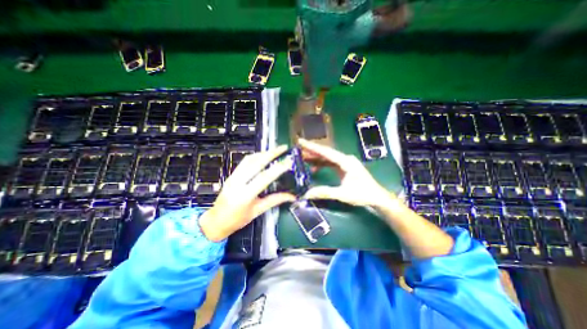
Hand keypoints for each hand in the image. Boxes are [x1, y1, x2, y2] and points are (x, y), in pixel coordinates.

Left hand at [198, 145, 298, 240]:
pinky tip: (263, 156)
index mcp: (245, 195)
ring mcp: (233, 177)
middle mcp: (237, 183)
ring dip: (263, 153)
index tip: (288, 161)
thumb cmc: (236, 220)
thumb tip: (291, 196)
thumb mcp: (257, 211)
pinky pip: (244, 162)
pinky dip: (255, 156)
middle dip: (271, 153)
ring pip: (249, 159)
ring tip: (275, 150)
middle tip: (283, 148)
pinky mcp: (231, 175)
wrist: (215, 222)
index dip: (278, 169)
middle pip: (256, 163)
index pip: (264, 178)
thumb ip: (274, 201)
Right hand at [299, 139, 393, 206]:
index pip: (326, 152)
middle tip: (298, 148)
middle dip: (311, 151)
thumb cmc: (363, 194)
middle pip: (325, 153)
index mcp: (345, 161)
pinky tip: (313, 169)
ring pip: (327, 158)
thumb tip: (307, 193)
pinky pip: (330, 163)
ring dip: (315, 158)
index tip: (301, 141)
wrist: (377, 197)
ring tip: (302, 158)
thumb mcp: (343, 194)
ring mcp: (345, 162)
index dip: (312, 147)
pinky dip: (321, 165)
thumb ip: (324, 192)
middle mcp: (345, 159)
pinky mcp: (344, 167)